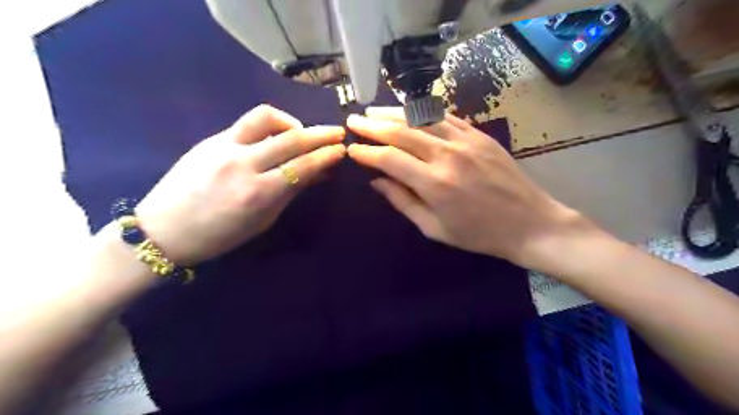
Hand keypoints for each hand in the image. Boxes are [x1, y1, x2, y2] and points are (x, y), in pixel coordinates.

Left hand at [134, 105, 345, 263]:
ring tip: (302, 132)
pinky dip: (270, 124)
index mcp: (258, 193)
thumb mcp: (262, 220)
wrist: (163, 230)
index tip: (342, 149)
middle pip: (291, 139)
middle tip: (337, 132)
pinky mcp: (211, 138)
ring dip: (292, 121)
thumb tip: (318, 175)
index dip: (326, 156)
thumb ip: (291, 193)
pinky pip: (247, 122)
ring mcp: (224, 147)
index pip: (303, 166)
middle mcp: (243, 165)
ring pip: (267, 118)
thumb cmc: (219, 236)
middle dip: (320, 133)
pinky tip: (276, 135)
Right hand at [347, 106, 591, 272]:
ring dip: (394, 113)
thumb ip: (403, 202)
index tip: (352, 149)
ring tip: (374, 111)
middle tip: (353, 120)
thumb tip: (377, 182)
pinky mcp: (479, 135)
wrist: (529, 223)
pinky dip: (424, 113)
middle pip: (401, 131)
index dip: (367, 152)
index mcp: (434, 183)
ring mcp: (465, 141)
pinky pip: (446, 117)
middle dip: (373, 125)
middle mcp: (446, 155)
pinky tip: (410, 111)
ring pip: (422, 118)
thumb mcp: (434, 228)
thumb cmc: (478, 234)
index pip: (389, 159)